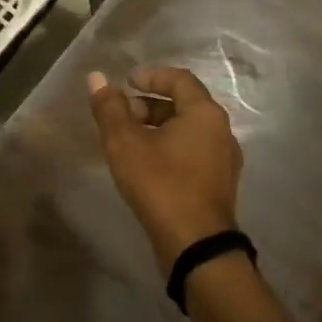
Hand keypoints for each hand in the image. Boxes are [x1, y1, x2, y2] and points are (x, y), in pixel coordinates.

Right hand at [87, 65, 242, 270]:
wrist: (196, 245)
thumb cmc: (161, 184)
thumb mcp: (125, 143)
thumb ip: (110, 108)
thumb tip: (97, 78)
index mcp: (205, 114)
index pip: (180, 79)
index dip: (151, 75)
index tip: (126, 83)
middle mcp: (221, 131)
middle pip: (185, 105)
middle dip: (150, 104)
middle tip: (122, 115)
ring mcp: (224, 160)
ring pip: (188, 131)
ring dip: (158, 128)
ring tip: (129, 142)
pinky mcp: (219, 185)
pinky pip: (193, 153)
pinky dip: (169, 149)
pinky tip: (147, 167)